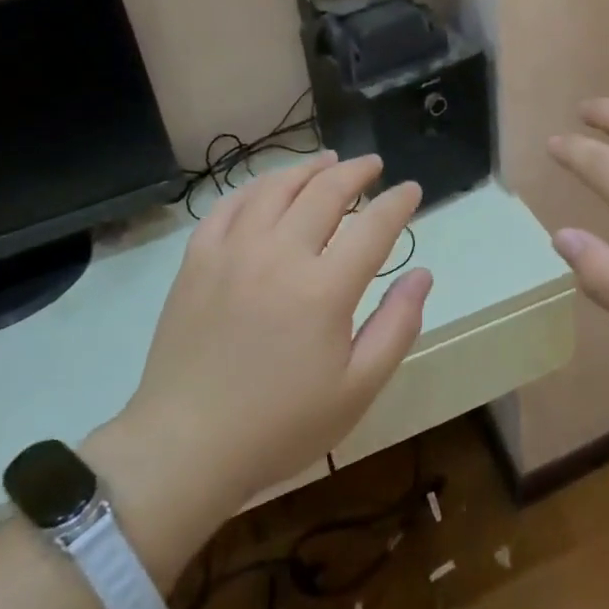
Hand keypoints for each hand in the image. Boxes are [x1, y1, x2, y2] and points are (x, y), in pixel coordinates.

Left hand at [109, 152, 430, 512]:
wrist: (185, 447)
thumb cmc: (281, 425)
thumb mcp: (357, 389)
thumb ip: (397, 326)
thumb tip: (422, 274)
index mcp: (324, 289)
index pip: (373, 226)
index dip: (398, 202)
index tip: (411, 190)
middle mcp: (279, 254)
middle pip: (325, 192)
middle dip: (356, 172)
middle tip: (373, 166)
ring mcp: (232, 251)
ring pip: (276, 188)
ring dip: (307, 169)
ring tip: (327, 162)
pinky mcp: (197, 260)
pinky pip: (229, 205)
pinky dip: (255, 187)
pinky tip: (267, 188)